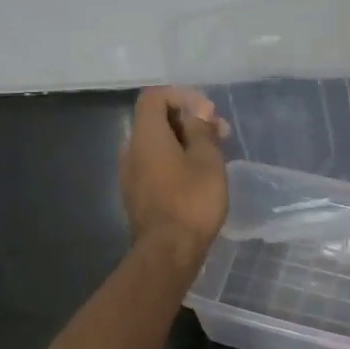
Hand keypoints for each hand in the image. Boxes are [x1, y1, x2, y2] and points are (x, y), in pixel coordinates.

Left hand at [121, 86, 228, 266]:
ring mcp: (130, 174)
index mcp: (146, 135)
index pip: (154, 97)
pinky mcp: (136, 195)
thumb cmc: (192, 201)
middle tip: (219, 133)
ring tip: (213, 155)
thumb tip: (198, 111)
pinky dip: (174, 161)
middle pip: (155, 120)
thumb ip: (201, 129)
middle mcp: (131, 150)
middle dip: (188, 120)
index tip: (208, 111)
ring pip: (156, 144)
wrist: (168, 252)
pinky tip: (197, 177)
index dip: (181, 96)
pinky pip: (154, 165)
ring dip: (183, 142)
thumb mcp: (207, 159)